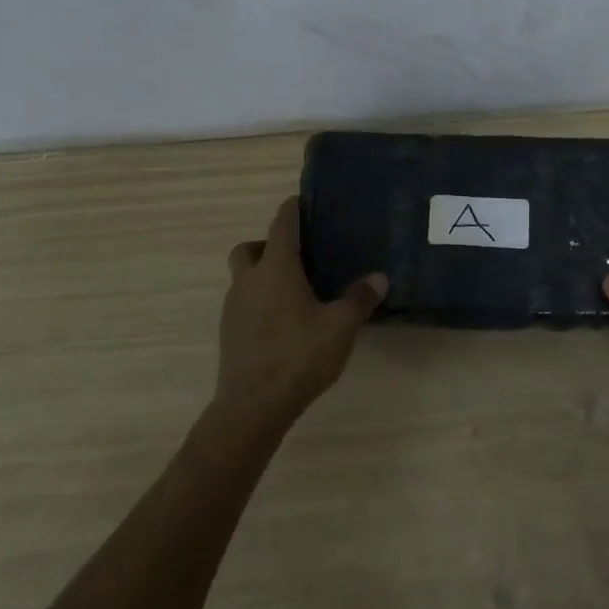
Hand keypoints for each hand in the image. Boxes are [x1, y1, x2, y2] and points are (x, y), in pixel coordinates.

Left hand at [215, 197, 386, 433]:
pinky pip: (243, 304)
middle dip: (268, 244)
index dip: (291, 210)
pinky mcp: (229, 334)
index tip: (301, 202)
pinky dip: (259, 301)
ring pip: (243, 277)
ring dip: (262, 275)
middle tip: (297, 255)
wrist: (252, 406)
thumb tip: (379, 277)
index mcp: (276, 269)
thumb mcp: (340, 327)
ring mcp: (234, 308)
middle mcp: (249, 281)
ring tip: (294, 291)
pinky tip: (283, 322)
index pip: (281, 225)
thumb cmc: (298, 356)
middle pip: (250, 248)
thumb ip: (359, 299)